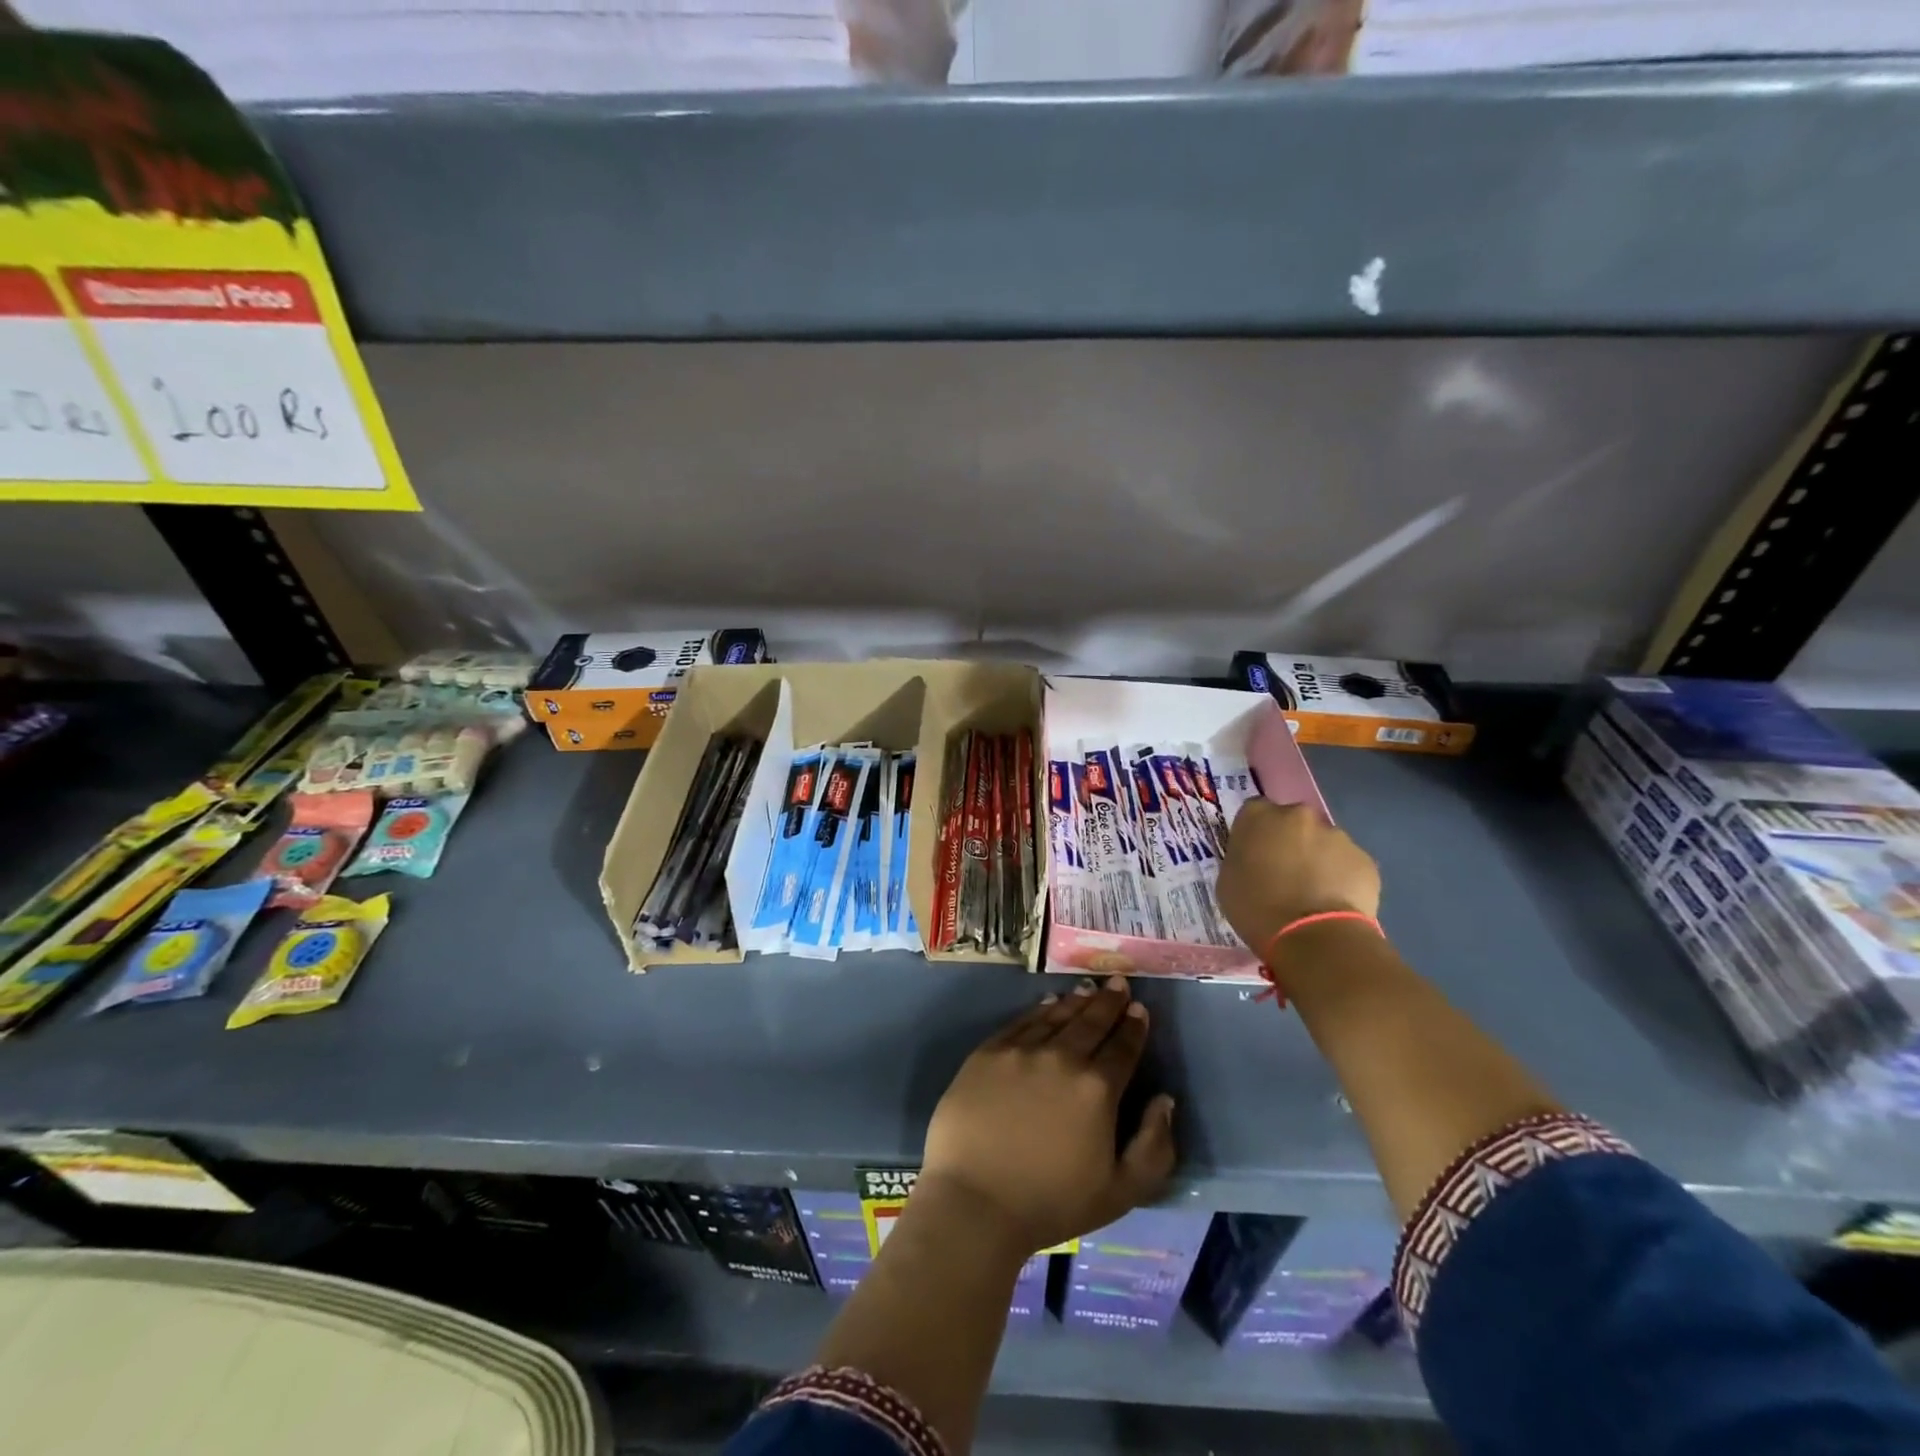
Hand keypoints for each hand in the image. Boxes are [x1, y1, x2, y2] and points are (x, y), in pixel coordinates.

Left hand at [919, 976, 1176, 1255]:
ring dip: (1077, 1000)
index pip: (1123, 1047)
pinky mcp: (988, 1052)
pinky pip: (1021, 1022)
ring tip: (1089, 987)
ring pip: (1057, 1016)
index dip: (1134, 1026)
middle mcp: (1062, 1057)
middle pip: (1091, 1022)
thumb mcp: (1122, 1192)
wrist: (975, 1201)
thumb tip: (1165, 1100)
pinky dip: (1040, 1009)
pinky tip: (1049, 1002)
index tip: (1139, 1008)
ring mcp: (1022, 1050)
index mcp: (1098, 1089)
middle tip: (1118, 981)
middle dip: (1109, 1001)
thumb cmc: (1052, 1203)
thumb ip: (1154, 1146)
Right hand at [1216, 799, 1380, 955]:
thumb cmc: (1257, 909)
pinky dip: (1340, 877)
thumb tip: (1255, 858)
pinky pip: (1347, 864)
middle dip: (1289, 841)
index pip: (1253, 812)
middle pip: (1292, 822)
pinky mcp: (1365, 859)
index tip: (1254, 856)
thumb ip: (1241, 857)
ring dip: (1316, 859)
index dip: (1255, 834)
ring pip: (1322, 842)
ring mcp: (1336, 835)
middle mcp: (1298, 815)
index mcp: (1258, 816)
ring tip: (1313, 894)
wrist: (1314, 938)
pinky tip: (1334, 903)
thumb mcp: (1228, 880)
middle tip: (1284, 873)